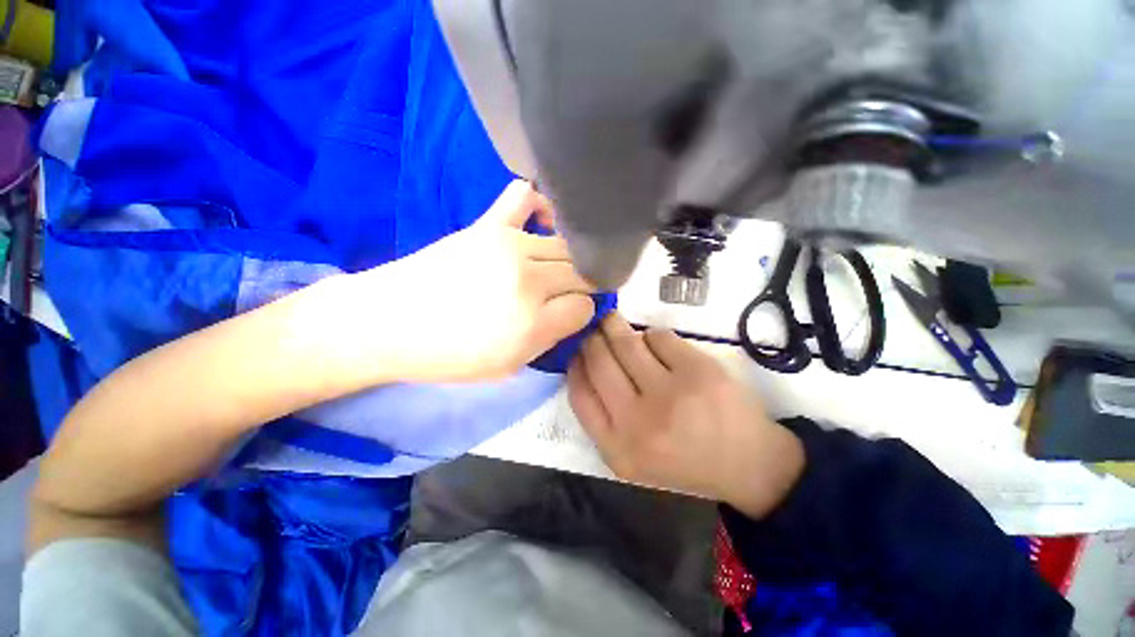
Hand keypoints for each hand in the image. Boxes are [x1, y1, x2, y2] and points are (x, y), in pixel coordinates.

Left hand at [359, 180, 596, 382]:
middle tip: (564, 295)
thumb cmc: (448, 355)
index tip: (567, 315)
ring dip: (567, 260)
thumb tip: (574, 312)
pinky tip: (540, 223)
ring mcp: (510, 246)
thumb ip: (549, 339)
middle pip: (581, 273)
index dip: (580, 313)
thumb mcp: (508, 367)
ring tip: (553, 269)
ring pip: (566, 246)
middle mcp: (529, 281)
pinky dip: (541, 206)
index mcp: (532, 324)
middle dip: (580, 286)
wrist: (389, 324)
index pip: (584, 307)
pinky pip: (526, 197)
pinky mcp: (489, 225)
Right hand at [568, 314, 804, 518]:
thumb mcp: (630, 456)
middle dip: (592, 337)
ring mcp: (671, 395)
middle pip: (600, 362)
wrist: (748, 465)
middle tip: (593, 324)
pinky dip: (652, 335)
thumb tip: (583, 361)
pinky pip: (659, 337)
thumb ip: (602, 416)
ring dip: (617, 327)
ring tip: (613, 321)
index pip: (580, 393)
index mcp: (618, 449)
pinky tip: (656, 343)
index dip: (574, 364)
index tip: (575, 348)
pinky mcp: (699, 371)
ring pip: (627, 343)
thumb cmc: (681, 459)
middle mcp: (639, 422)